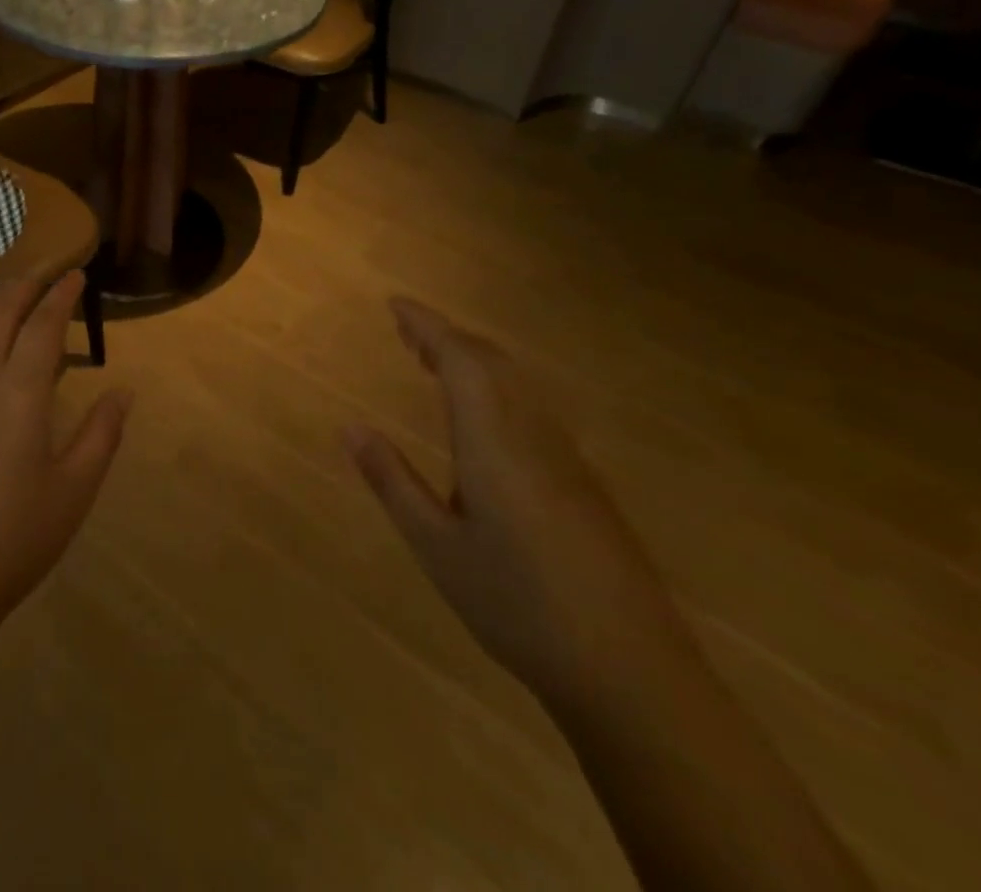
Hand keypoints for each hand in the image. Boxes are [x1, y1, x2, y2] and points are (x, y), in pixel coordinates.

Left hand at [0, 273, 130, 656]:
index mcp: (20, 394)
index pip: (43, 326)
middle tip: (41, 273)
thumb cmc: (9, 544)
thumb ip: (101, 436)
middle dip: (21, 286)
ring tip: (0, 292)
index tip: (75, 275)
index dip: (61, 295)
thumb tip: (124, 390)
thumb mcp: (72, 494)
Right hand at [344, 296, 687, 710]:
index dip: (428, 325)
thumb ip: (392, 481)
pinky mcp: (585, 485)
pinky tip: (483, 419)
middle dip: (448, 337)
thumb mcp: (436, 546)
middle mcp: (534, 436)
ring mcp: (567, 460)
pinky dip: (497, 389)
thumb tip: (349, 427)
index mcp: (494, 443)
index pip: (461, 360)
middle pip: (493, 363)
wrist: (632, 675)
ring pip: (518, 385)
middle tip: (406, 332)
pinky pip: (533, 410)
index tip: (395, 305)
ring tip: (434, 364)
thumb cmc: (518, 605)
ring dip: (475, 361)